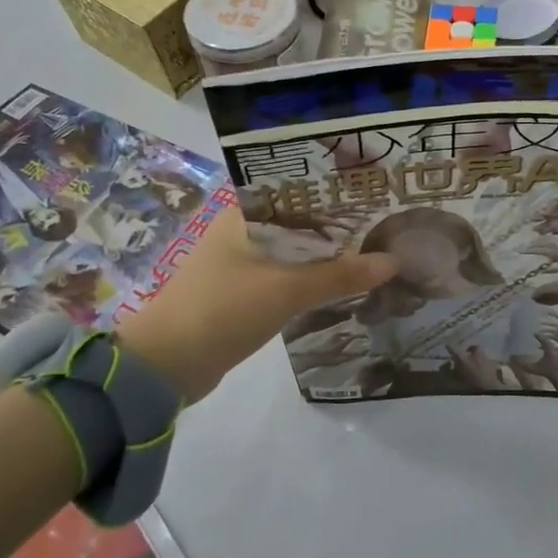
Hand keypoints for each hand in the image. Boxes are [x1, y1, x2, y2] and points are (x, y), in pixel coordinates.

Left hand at [116, 208, 394, 402]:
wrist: (165, 367)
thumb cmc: (223, 310)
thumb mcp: (286, 290)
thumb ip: (339, 276)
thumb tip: (392, 261)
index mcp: (244, 214)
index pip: (299, 191)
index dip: (337, 193)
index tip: (376, 194)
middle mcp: (241, 231)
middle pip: (300, 222)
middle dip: (339, 227)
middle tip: (386, 225)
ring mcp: (240, 264)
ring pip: (294, 252)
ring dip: (326, 257)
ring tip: (373, 251)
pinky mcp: (241, 293)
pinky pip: (285, 277)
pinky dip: (311, 280)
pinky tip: (341, 285)